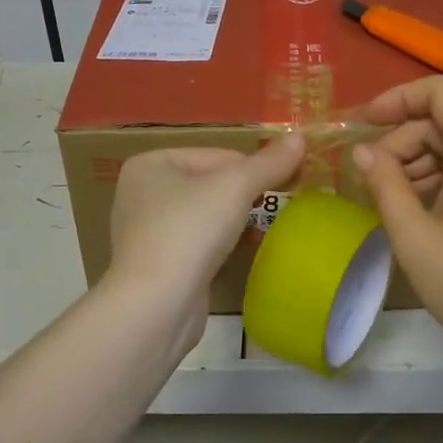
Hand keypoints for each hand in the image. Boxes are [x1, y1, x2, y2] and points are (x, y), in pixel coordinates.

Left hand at [107, 136, 306, 334]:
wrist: (156, 305)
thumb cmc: (190, 232)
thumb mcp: (235, 188)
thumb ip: (268, 163)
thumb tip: (300, 137)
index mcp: (151, 163)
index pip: (219, 155)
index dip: (255, 169)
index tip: (289, 185)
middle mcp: (142, 192)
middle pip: (211, 182)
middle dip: (245, 195)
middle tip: (278, 208)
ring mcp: (146, 230)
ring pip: (205, 214)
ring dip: (235, 221)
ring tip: (262, 231)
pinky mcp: (157, 264)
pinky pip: (197, 243)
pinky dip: (220, 245)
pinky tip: (238, 254)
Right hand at [353, 77, 442, 385]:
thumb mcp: (413, 235)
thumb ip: (384, 183)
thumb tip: (362, 152)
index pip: (441, 91)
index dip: (398, 98)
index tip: (365, 124)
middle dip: (403, 140)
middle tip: (372, 179)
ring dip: (420, 161)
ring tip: (391, 200)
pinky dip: (442, 177)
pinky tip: (419, 210)